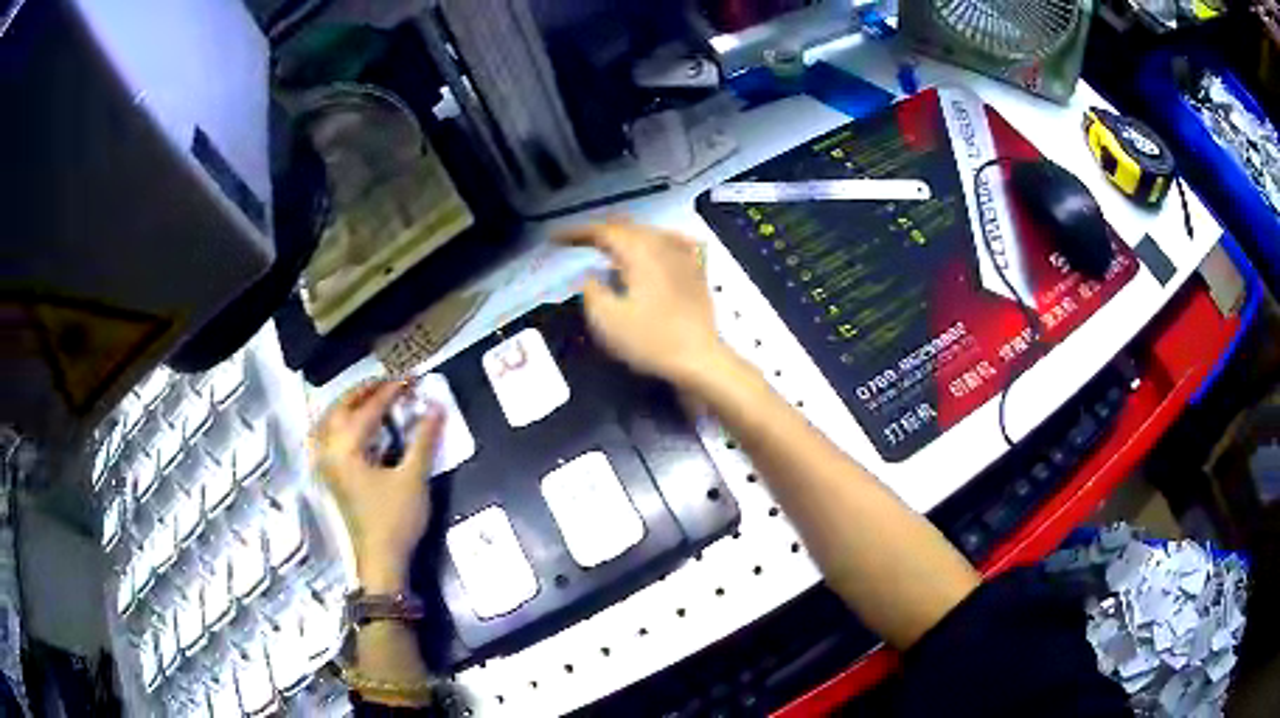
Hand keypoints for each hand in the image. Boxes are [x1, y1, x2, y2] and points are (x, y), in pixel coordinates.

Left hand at [311, 380, 442, 591]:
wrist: (381, 560)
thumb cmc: (396, 520)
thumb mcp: (414, 479)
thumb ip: (423, 440)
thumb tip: (436, 407)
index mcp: (347, 448)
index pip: (369, 409)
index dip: (391, 392)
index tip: (411, 380)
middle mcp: (330, 451)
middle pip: (340, 408)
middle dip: (364, 391)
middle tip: (389, 383)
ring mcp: (326, 464)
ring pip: (328, 421)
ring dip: (348, 404)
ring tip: (370, 397)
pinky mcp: (330, 476)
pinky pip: (326, 437)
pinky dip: (337, 423)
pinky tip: (351, 425)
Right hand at [559, 219, 725, 387]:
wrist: (700, 358)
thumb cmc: (651, 340)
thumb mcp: (607, 320)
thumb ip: (591, 291)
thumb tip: (589, 276)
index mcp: (639, 251)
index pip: (602, 231)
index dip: (575, 232)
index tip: (555, 238)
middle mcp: (662, 244)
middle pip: (626, 227)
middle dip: (599, 232)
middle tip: (576, 241)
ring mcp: (683, 255)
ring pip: (648, 233)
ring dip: (624, 236)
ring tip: (606, 246)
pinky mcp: (696, 270)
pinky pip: (670, 243)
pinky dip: (652, 242)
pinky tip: (652, 248)